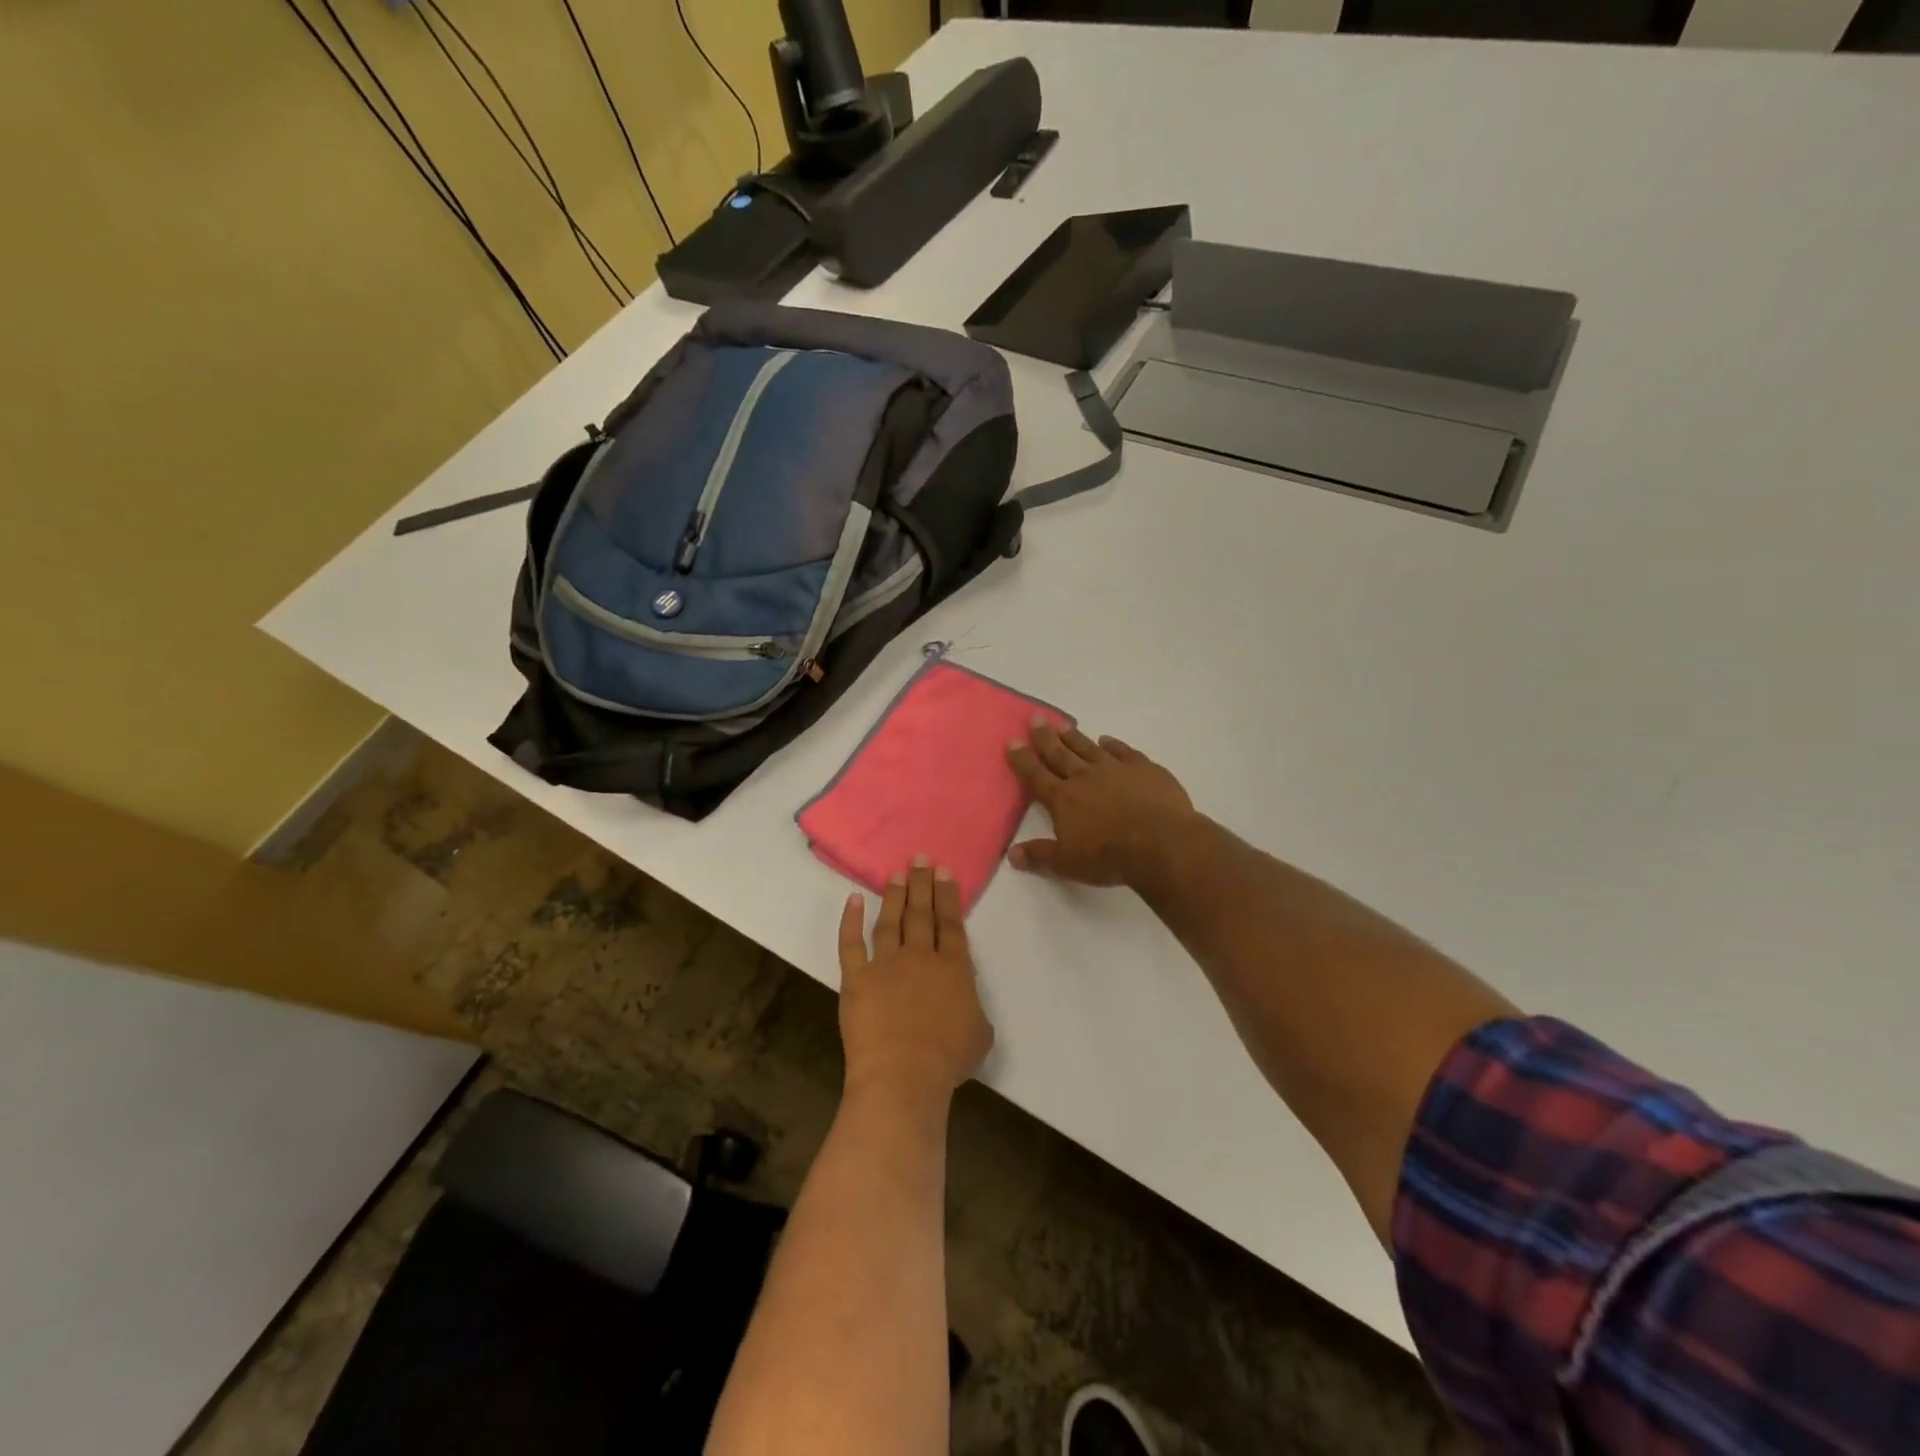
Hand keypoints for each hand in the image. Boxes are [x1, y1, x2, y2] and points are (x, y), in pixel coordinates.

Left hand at [837, 859, 993, 1105]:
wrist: (903, 1075)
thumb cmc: (947, 1060)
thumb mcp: (980, 1034)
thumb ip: (973, 1007)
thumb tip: (964, 997)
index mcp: (954, 969)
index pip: (952, 924)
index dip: (948, 896)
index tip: (944, 872)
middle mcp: (921, 957)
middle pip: (922, 914)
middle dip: (922, 884)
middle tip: (919, 859)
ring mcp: (886, 965)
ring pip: (891, 922)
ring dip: (894, 896)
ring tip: (896, 874)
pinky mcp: (857, 978)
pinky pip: (851, 944)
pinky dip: (851, 922)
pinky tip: (853, 901)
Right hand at [1006, 721, 1196, 886]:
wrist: (1160, 843)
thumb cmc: (1109, 856)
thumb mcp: (1067, 863)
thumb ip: (1039, 855)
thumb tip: (1012, 854)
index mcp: (1063, 799)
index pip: (1036, 775)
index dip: (1022, 759)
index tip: (1012, 741)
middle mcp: (1085, 777)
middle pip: (1060, 754)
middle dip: (1045, 737)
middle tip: (1035, 719)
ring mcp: (1115, 769)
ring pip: (1088, 748)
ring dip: (1074, 737)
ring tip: (1063, 725)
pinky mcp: (1144, 769)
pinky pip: (1123, 751)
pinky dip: (1113, 744)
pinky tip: (1107, 739)